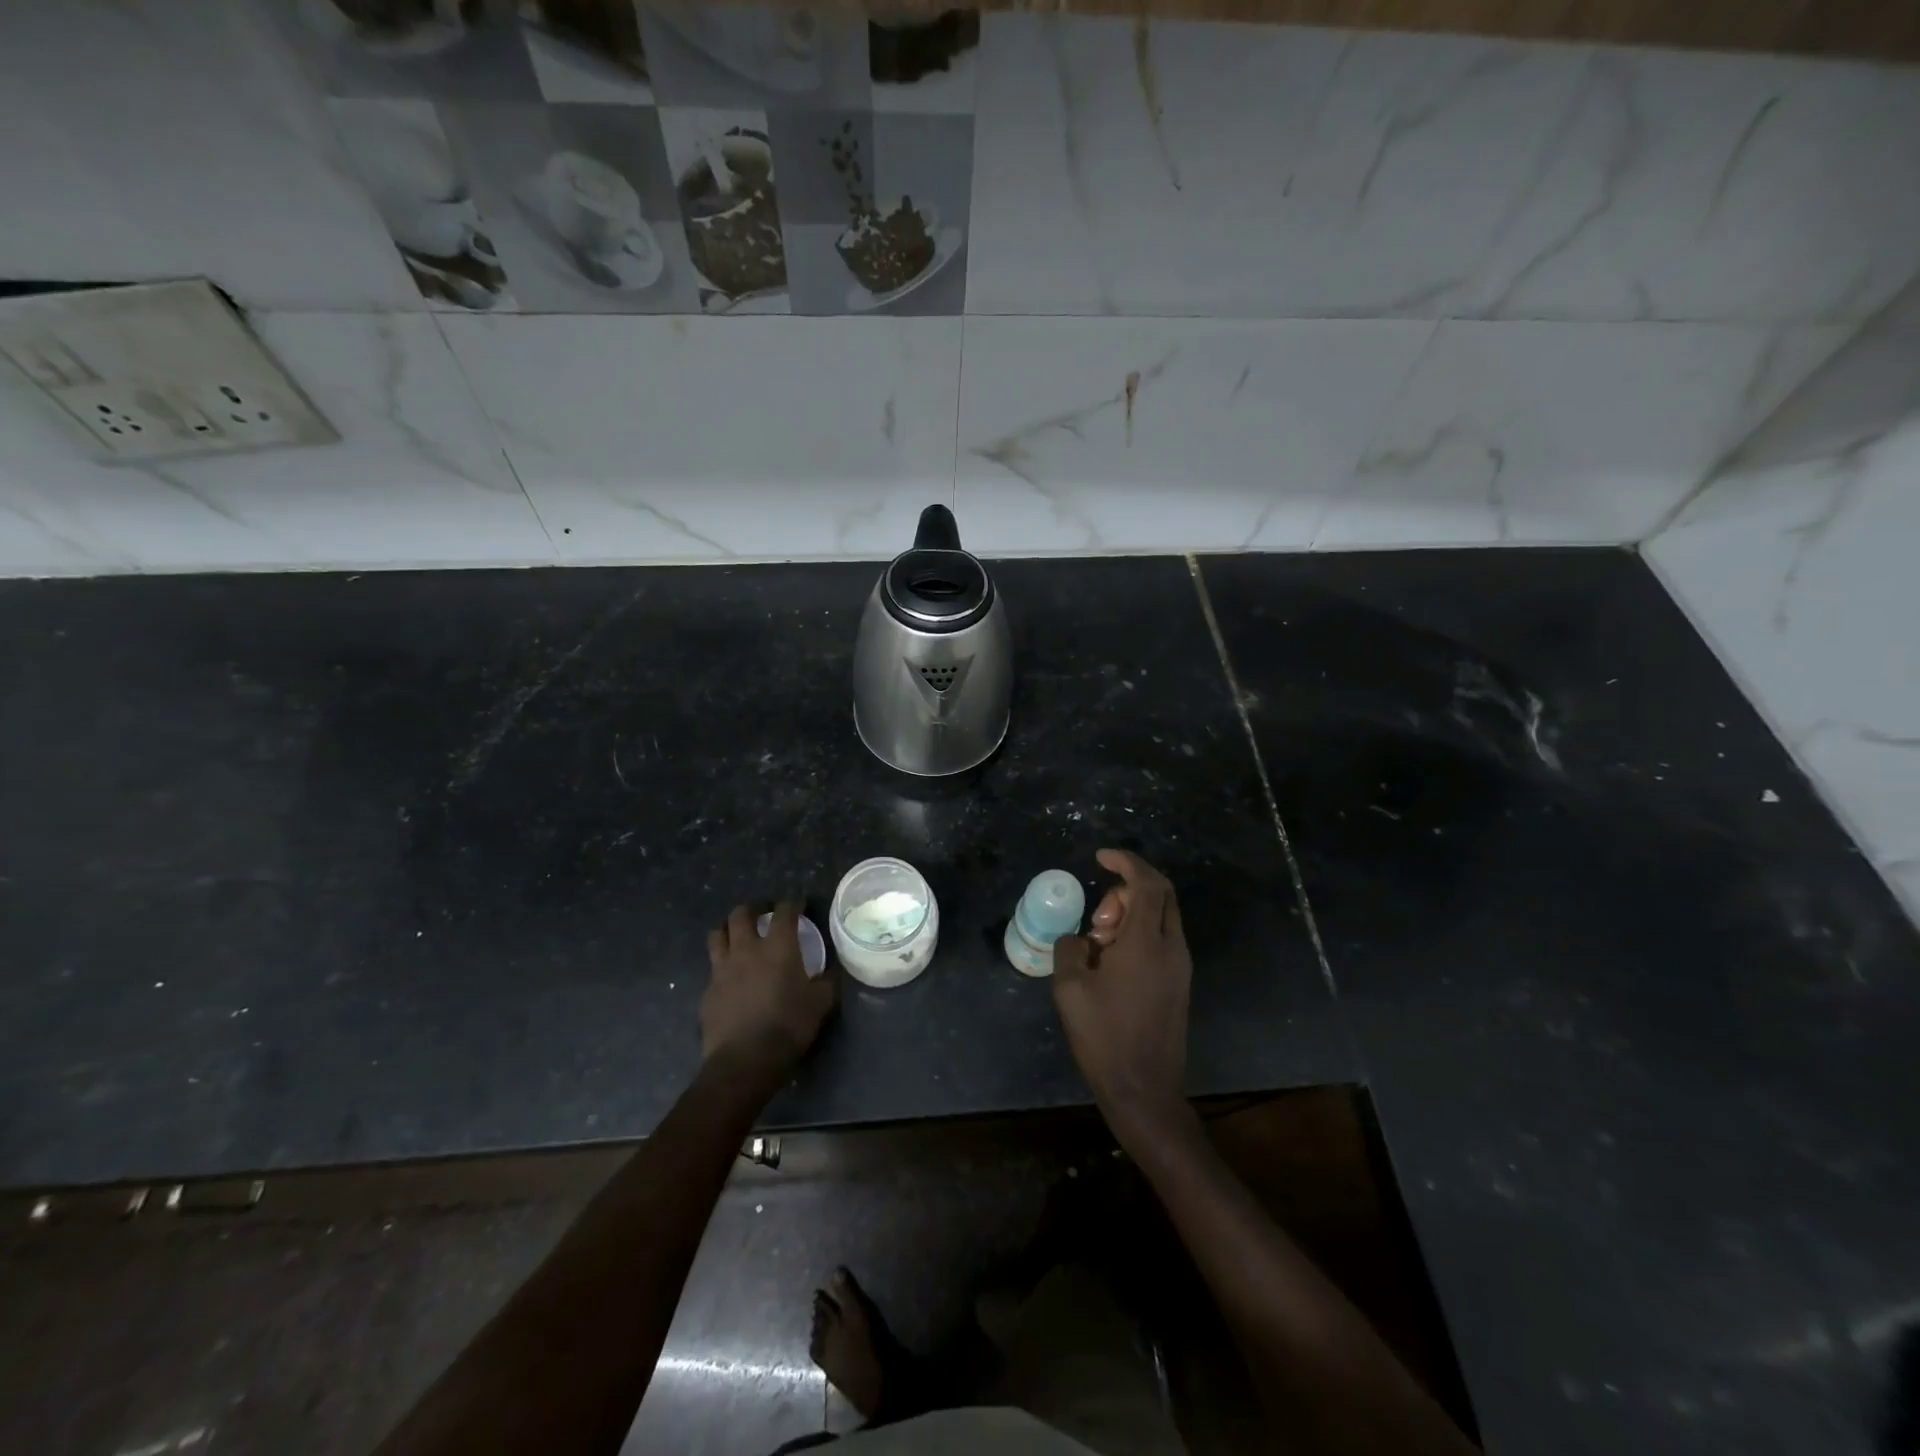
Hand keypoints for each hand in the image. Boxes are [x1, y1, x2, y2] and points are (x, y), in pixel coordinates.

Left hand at [702, 902, 835, 1078]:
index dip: (793, 904)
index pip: (784, 911)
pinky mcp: (708, 991)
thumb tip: (829, 972)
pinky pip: (713, 969)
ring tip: (737, 936)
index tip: (799, 906)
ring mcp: (722, 969)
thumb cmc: (788, 1026)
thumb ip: (826, 982)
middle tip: (762, 915)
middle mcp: (747, 949)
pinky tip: (730, 979)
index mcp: (778, 947)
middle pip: (741, 914)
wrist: (745, 1060)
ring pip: (717, 935)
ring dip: (728, 930)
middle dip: (752, 909)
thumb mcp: (820, 1003)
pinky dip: (722, 967)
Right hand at [1052, 850, 1191, 1130]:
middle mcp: (1171, 947)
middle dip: (1127, 888)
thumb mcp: (1070, 988)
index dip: (1125, 862)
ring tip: (1100, 944)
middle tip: (1098, 918)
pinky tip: (1113, 961)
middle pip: (1161, 893)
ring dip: (1132, 912)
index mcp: (1145, 943)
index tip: (1100, 858)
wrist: (1144, 1089)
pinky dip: (1140, 932)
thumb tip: (1080, 939)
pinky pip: (1163, 938)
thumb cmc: (1104, 1037)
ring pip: (1162, 915)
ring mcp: (1181, 966)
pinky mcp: (1180, 982)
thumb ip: (1070, 948)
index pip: (1146, 883)